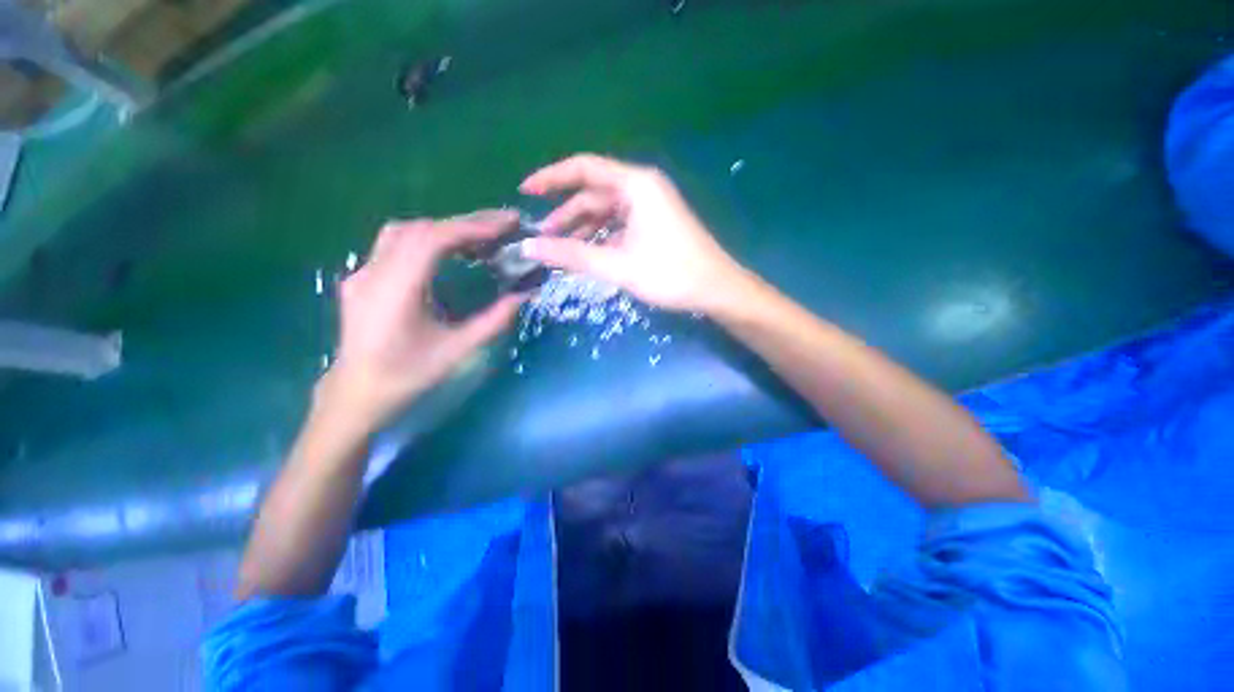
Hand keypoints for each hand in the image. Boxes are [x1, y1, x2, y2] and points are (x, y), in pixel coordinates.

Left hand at [321, 211, 525, 431]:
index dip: (472, 227)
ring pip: (405, 232)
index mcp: (395, 290)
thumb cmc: (407, 376)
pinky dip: (428, 239)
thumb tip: (525, 295)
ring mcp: (363, 273)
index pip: (433, 239)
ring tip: (479, 236)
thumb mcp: (457, 351)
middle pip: (420, 229)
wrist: (356, 394)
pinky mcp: (363, 278)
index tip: (506, 223)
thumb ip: (494, 320)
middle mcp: (373, 272)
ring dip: (445, 228)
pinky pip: (396, 245)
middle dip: (465, 223)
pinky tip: (448, 252)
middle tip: (502, 225)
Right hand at [520, 154, 755, 313]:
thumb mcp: (617, 266)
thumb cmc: (671, 274)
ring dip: (582, 228)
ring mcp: (650, 207)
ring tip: (560, 249)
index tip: (524, 192)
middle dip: (566, 213)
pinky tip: (588, 253)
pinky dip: (601, 236)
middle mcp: (642, 188)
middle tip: (541, 237)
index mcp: (635, 185)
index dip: (551, 177)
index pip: (584, 168)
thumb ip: (572, 256)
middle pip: (593, 192)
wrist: (716, 290)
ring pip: (606, 211)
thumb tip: (528, 248)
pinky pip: (619, 224)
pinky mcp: (654, 224)